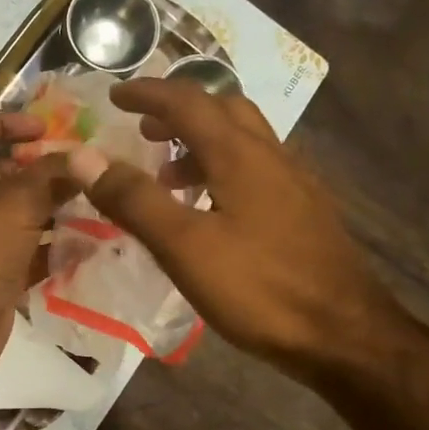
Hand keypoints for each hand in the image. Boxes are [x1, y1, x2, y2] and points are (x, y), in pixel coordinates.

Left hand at [0, 112, 76, 396]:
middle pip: (4, 174)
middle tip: (84, 166)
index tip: (45, 128)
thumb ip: (53, 175)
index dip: (5, 121)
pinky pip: (32, 254)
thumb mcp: (16, 202)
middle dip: (42, 168)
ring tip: (98, 200)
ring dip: (56, 208)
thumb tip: (88, 155)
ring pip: (22, 216)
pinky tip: (93, 244)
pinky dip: (58, 248)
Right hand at [68, 80, 396, 377]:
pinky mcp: (306, 212)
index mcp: (239, 155)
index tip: (115, 95)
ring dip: (201, 142)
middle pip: (224, 109)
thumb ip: (134, 200)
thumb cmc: (259, 289)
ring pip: (243, 141)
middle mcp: (271, 156)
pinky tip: (212, 211)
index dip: (148, 93)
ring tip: (168, 177)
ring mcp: (295, 184)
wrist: (345, 335)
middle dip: (179, 111)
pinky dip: (223, 170)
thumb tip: (83, 156)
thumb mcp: (184, 247)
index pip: (187, 102)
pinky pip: (257, 170)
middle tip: (144, 130)